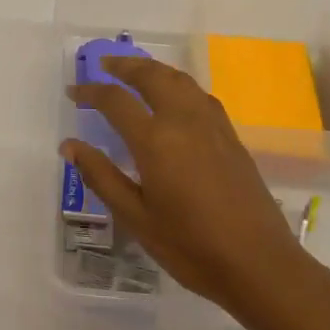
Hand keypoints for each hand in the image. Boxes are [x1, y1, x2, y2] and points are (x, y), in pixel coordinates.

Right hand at [63, 54, 329, 326]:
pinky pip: (200, 96)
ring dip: (154, 70)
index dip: (90, 92)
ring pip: (180, 80)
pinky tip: (175, 98)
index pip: (116, 101)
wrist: (259, 264)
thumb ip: (101, 176)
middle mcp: (185, 121)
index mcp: (156, 140)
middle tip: (103, 64)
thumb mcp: (135, 217)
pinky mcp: (231, 138)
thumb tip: (70, 146)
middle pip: (152, 76)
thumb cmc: (189, 246)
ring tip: (136, 73)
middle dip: (125, 66)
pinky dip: (179, 84)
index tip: (72, 92)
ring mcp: (213, 127)